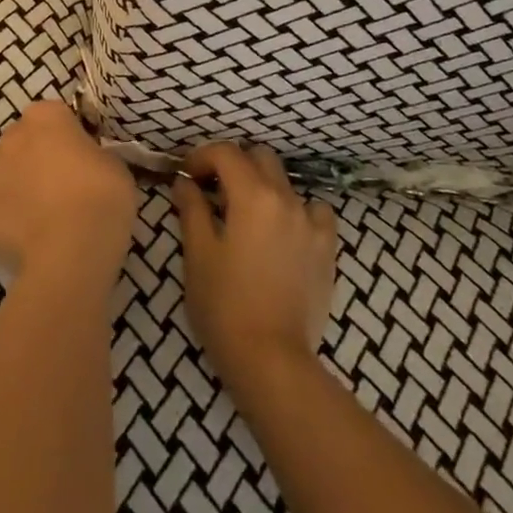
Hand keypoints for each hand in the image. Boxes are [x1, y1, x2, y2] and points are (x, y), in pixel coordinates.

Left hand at [0, 101, 137, 288]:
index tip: (76, 156)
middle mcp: (13, 135)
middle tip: (52, 181)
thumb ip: (92, 154)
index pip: (51, 114)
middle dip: (29, 152)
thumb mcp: (114, 166)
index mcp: (48, 117)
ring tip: (18, 195)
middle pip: (17, 135)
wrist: (72, 248)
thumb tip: (84, 162)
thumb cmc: (102, 199)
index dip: (63, 135)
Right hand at [172, 143, 337, 399]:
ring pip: (286, 182)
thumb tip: (185, 182)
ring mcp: (311, 221)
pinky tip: (284, 231)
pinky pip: (315, 211)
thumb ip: (191, 209)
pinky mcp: (327, 247)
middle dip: (233, 165)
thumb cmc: (224, 305)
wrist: (271, 359)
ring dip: (263, 186)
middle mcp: (286, 197)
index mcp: (252, 195)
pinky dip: (297, 210)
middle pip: (259, 157)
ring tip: (247, 214)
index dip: (202, 156)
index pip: (226, 153)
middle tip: (213, 190)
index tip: (187, 175)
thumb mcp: (198, 254)